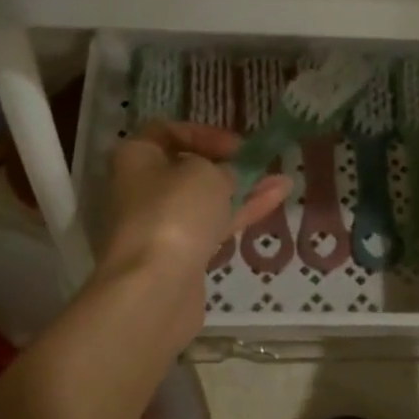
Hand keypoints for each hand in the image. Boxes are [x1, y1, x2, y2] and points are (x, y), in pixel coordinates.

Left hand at [99, 120, 291, 304]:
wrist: (156, 286)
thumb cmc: (175, 212)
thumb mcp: (206, 173)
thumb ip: (221, 168)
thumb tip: (225, 178)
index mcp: (135, 158)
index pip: (166, 132)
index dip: (204, 134)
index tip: (236, 146)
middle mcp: (141, 189)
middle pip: (187, 169)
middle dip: (227, 166)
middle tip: (259, 164)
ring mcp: (160, 225)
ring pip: (205, 201)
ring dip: (242, 190)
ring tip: (283, 181)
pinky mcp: (179, 255)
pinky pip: (212, 226)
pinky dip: (240, 213)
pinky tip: (275, 201)